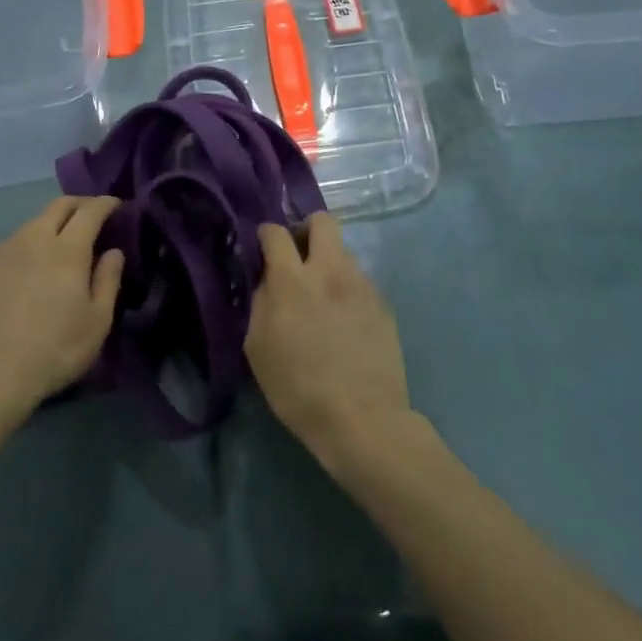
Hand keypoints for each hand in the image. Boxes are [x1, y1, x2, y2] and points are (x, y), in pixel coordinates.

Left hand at [0, 196, 123, 423]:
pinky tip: (35, 261)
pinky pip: (15, 240)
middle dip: (80, 203)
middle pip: (58, 206)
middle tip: (95, 214)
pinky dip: (33, 239)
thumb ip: (108, 280)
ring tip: (66, 239)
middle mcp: (34, 239)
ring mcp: (5, 250)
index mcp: (66, 250)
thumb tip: (113, 251)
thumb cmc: (54, 350)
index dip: (106, 204)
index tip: (118, 205)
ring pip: (34, 221)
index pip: (90, 211)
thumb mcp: (97, 322)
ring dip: (54, 221)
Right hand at [246, 212, 412, 465]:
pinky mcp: (383, 305)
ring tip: (322, 299)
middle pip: (323, 221)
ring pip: (343, 253)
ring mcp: (362, 286)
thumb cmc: (298, 388)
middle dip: (306, 229)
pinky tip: (343, 323)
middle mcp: (331, 271)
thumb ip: (261, 302)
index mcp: (293, 280)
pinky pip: (359, 282)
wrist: (362, 419)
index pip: (276, 232)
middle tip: (297, 257)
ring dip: (328, 264)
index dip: (266, 234)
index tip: (263, 249)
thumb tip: (268, 280)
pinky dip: (346, 291)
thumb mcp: (258, 348)